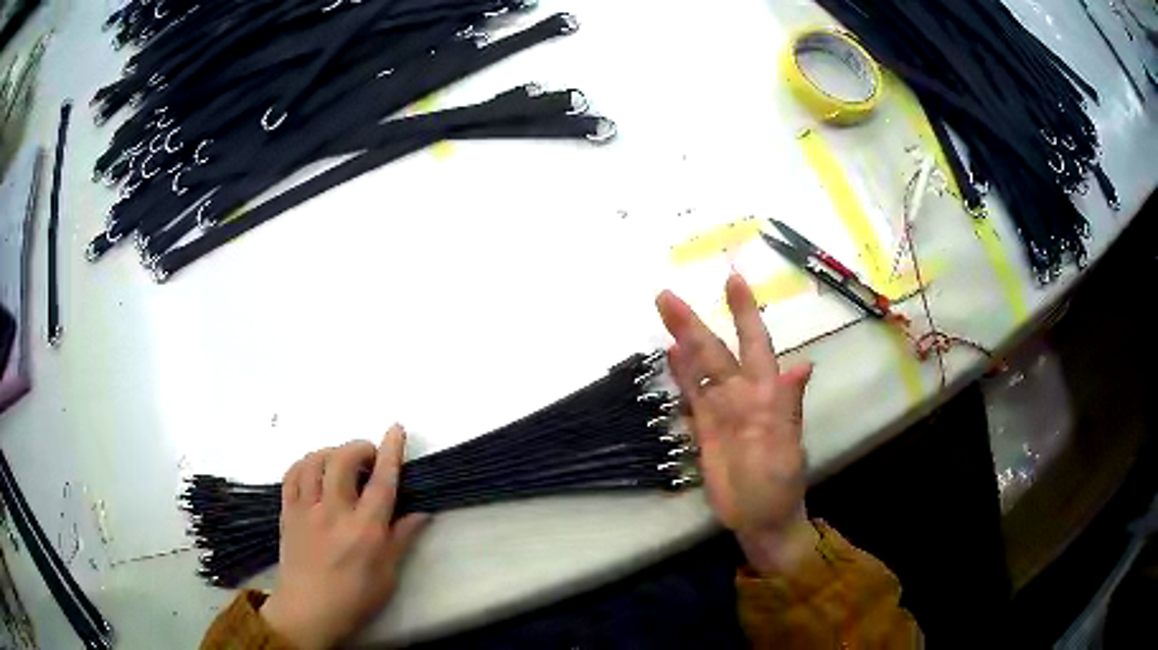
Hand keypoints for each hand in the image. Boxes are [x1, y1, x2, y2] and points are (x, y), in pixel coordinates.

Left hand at [261, 426, 429, 649]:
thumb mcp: (387, 575)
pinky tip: (314, 471)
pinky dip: (305, 463)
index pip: (381, 482)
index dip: (390, 452)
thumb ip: (401, 539)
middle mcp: (334, 512)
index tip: (396, 429)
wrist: (307, 611)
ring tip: (342, 462)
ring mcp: (306, 510)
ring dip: (332, 452)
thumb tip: (421, 513)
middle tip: (369, 456)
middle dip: (359, 447)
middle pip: (343, 460)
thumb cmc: (354, 598)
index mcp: (365, 530)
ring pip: (315, 461)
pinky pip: (292, 474)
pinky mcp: (287, 512)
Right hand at [656, 274, 817, 574]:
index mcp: (767, 395)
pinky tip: (671, 355)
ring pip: (700, 369)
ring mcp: (722, 411)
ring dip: (683, 341)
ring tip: (664, 313)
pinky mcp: (705, 430)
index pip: (755, 344)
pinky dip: (681, 375)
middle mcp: (742, 395)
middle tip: (666, 296)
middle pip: (715, 352)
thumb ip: (790, 407)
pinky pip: (692, 396)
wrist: (760, 520)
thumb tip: (802, 365)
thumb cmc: (779, 487)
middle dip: (693, 323)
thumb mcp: (787, 450)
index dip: (745, 313)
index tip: (733, 280)